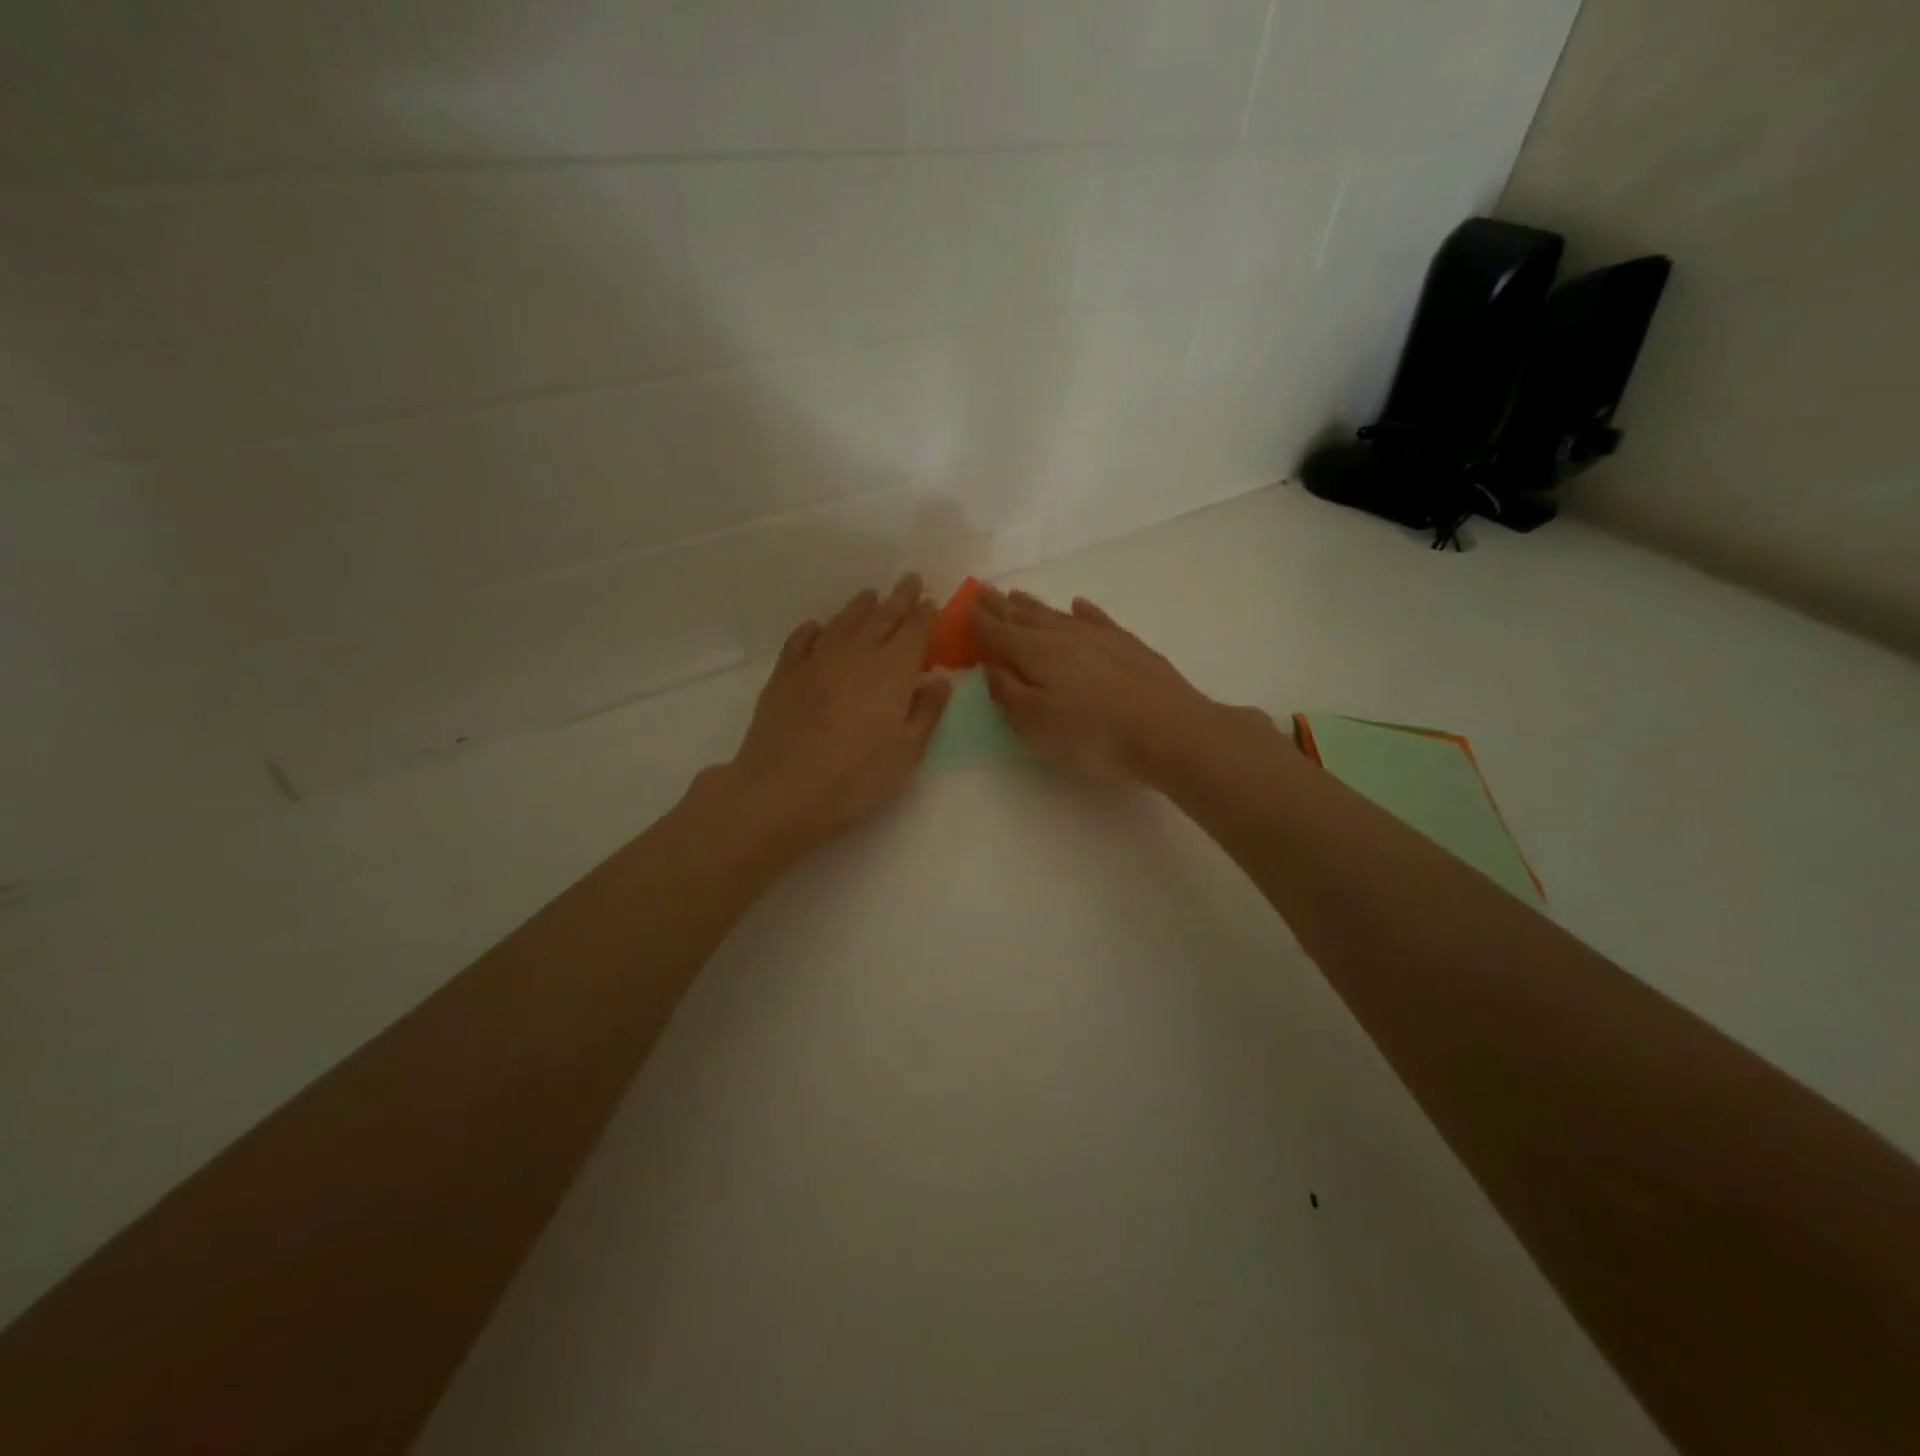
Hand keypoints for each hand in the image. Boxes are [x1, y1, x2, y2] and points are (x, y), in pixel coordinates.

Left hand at [719, 574, 951, 857]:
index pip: (914, 632)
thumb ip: (925, 713)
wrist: (781, 790)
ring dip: (860, 607)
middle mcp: (855, 655)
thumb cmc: (854, 779)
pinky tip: (817, 627)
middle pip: (881, 618)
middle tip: (909, 580)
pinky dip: (813, 630)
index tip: (932, 600)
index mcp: (891, 672)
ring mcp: (815, 661)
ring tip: (870, 596)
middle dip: (899, 598)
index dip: (925, 614)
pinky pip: (801, 641)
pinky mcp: (784, 675)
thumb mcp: (905, 754)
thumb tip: (939, 681)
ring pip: (843, 622)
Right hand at [972, 586, 1278, 784]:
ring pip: (1058, 615)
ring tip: (1017, 594)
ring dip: (1034, 605)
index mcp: (1035, 653)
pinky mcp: (1129, 645)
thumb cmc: (1093, 734)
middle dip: (1002, 605)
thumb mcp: (1035, 723)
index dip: (979, 621)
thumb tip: (992, 664)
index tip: (965, 605)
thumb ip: (1008, 691)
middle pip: (1025, 617)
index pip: (998, 632)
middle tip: (984, 590)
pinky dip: (1083, 611)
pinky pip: (1097, 619)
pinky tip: (1079, 605)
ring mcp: (1100, 637)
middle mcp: (1064, 636)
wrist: (1169, 730)